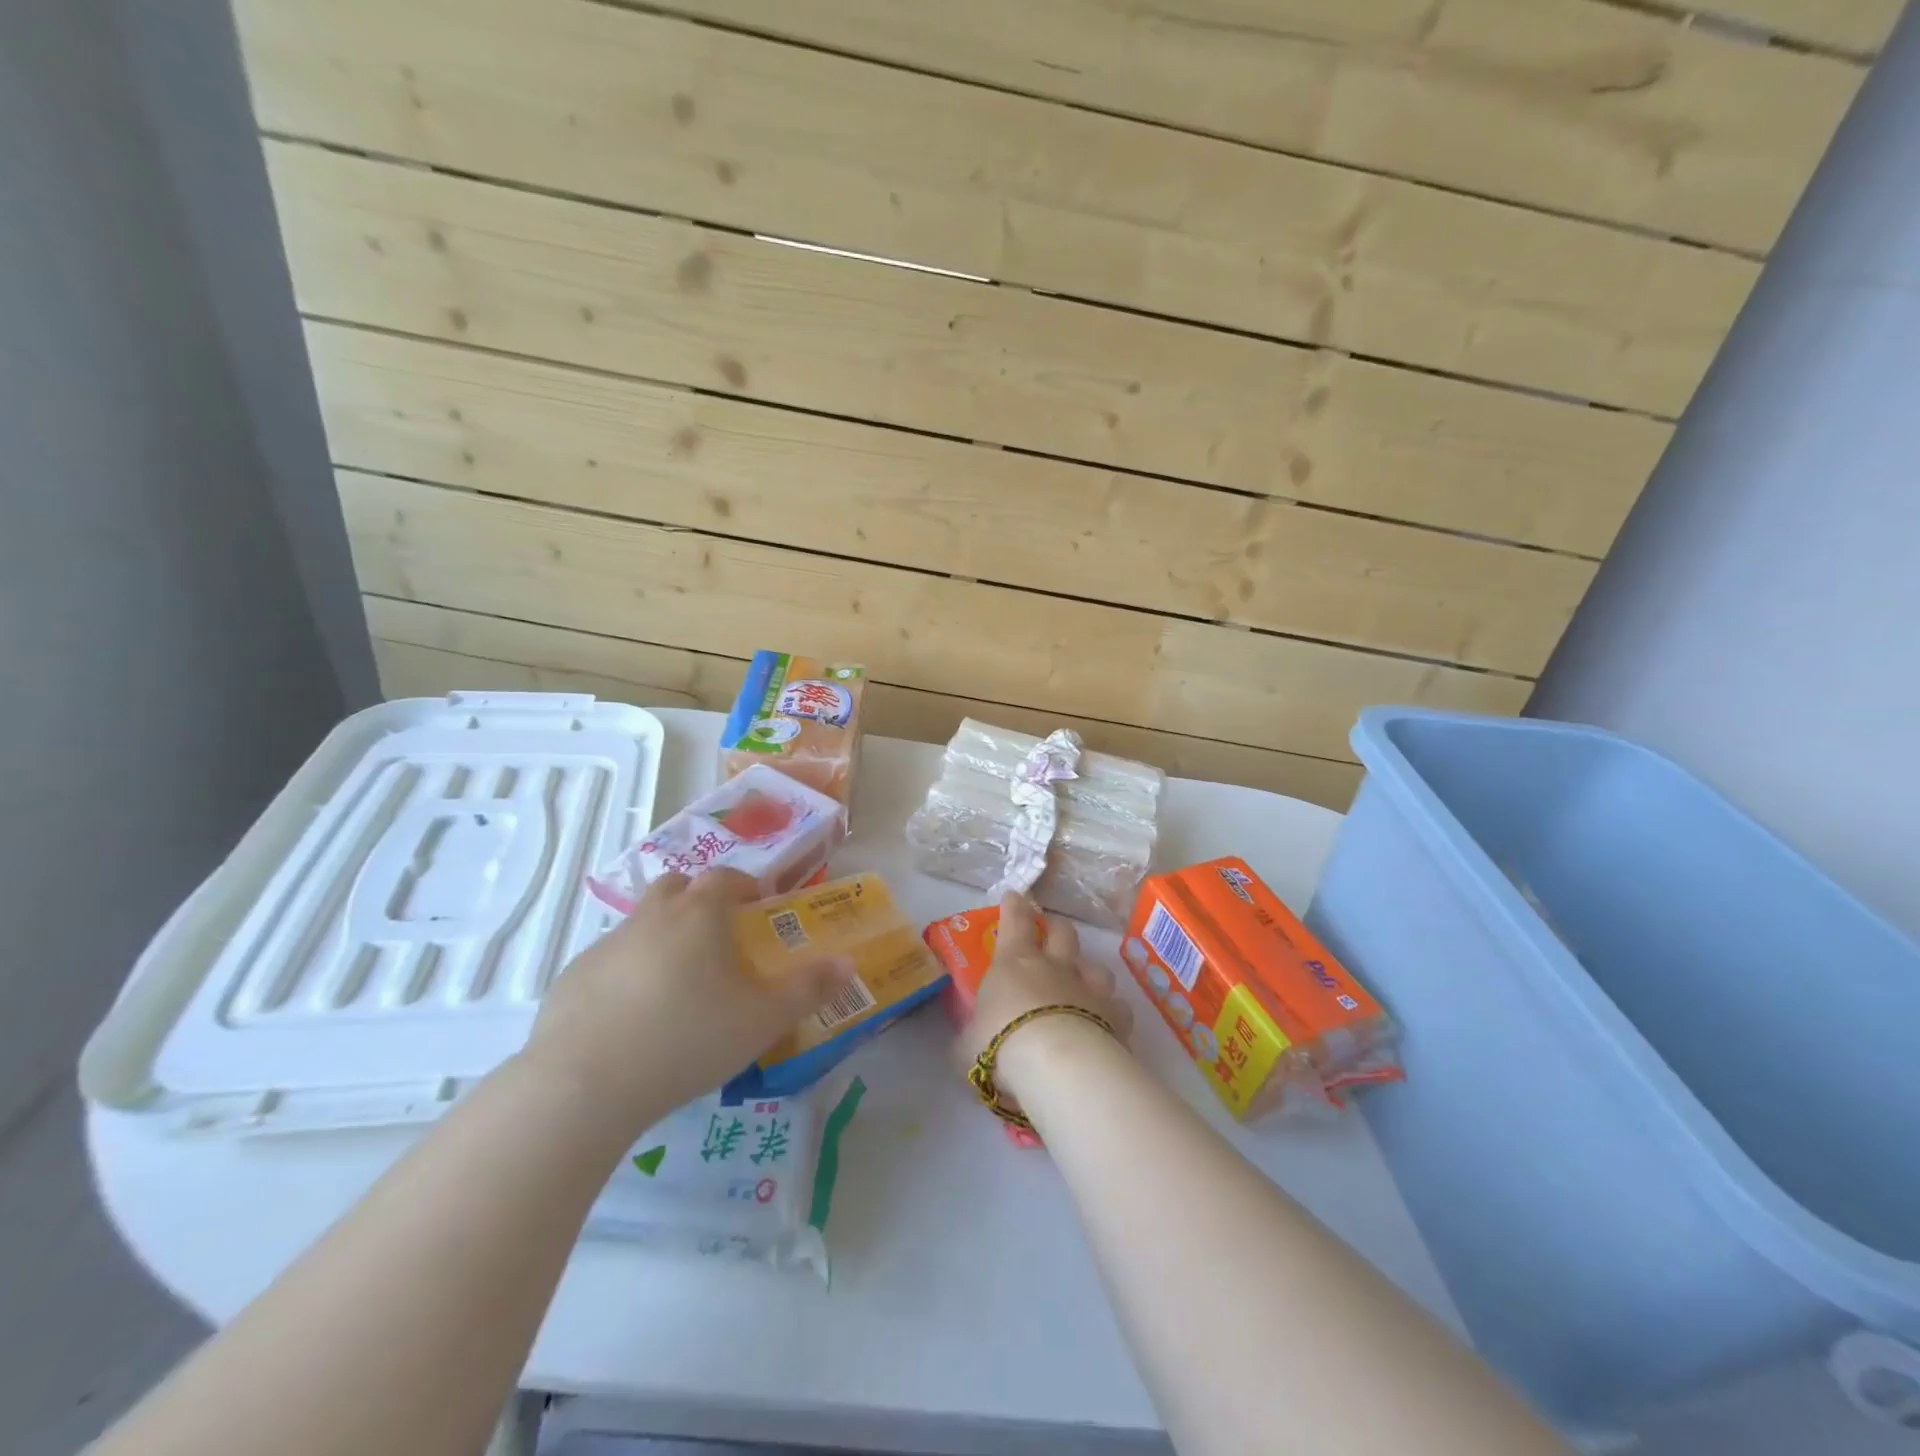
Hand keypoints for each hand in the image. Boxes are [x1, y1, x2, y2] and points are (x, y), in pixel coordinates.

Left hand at [523, 869, 854, 1132]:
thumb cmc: (689, 1038)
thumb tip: (848, 963)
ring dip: (662, 936)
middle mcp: (652, 916)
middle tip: (716, 937)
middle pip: (677, 886)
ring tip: (678, 984)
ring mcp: (606, 944)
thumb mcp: (764, 1018)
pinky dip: (627, 973)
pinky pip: (609, 961)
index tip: (757, 906)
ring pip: (641, 922)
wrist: (586, 1084)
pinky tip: (633, 1018)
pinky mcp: (572, 978)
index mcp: (700, 913)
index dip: (745, 886)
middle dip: (699, 900)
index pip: (726, 877)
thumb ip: (810, 987)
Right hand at [955, 892, 1132, 1113]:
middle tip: (1051, 932)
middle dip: (1056, 928)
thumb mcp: (968, 1043)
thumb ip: (971, 1035)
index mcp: (1015, 962)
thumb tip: (968, 1039)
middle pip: (1062, 932)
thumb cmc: (1002, 1046)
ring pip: (1096, 966)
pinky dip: (1112, 1012)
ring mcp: (1089, 988)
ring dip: (1088, 970)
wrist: (1057, 1066)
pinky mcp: (1115, 1016)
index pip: (1015, 920)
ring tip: (1084, 981)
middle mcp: (1055, 966)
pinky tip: (1107, 1023)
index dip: (1014, 906)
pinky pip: (1118, 1007)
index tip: (1015, 896)